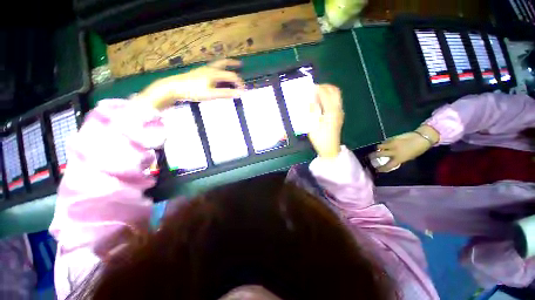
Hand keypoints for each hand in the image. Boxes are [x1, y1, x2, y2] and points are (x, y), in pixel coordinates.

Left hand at [135, 59, 244, 109]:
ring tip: (230, 67)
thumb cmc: (193, 91)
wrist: (174, 87)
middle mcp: (210, 69)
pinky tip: (217, 75)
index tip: (243, 91)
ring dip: (226, 65)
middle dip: (233, 64)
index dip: (239, 83)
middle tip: (240, 64)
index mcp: (215, 73)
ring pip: (217, 65)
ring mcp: (203, 70)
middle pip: (224, 63)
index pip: (232, 76)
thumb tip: (239, 94)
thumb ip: (226, 93)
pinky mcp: (198, 73)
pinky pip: (212, 69)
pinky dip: (218, 69)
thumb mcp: (211, 94)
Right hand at [308, 84, 343, 158]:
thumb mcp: (313, 126)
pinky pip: (335, 101)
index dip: (318, 89)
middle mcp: (338, 109)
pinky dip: (328, 97)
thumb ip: (312, 111)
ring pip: (336, 95)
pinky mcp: (339, 115)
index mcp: (331, 112)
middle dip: (325, 87)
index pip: (325, 94)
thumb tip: (310, 100)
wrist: (330, 149)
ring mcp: (340, 112)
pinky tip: (321, 101)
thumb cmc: (320, 139)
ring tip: (317, 93)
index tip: (310, 87)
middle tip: (314, 88)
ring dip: (327, 91)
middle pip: (334, 91)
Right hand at [371, 125, 439, 171]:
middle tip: (370, 156)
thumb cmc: (418, 150)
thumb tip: (392, 160)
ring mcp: (392, 144)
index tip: (376, 170)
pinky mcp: (392, 138)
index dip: (381, 169)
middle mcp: (394, 152)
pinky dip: (384, 143)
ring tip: (379, 149)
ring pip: (380, 147)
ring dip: (378, 148)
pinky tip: (386, 143)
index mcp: (399, 159)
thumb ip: (399, 159)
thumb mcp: (409, 157)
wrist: (422, 138)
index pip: (387, 166)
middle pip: (379, 154)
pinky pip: (385, 141)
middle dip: (373, 156)